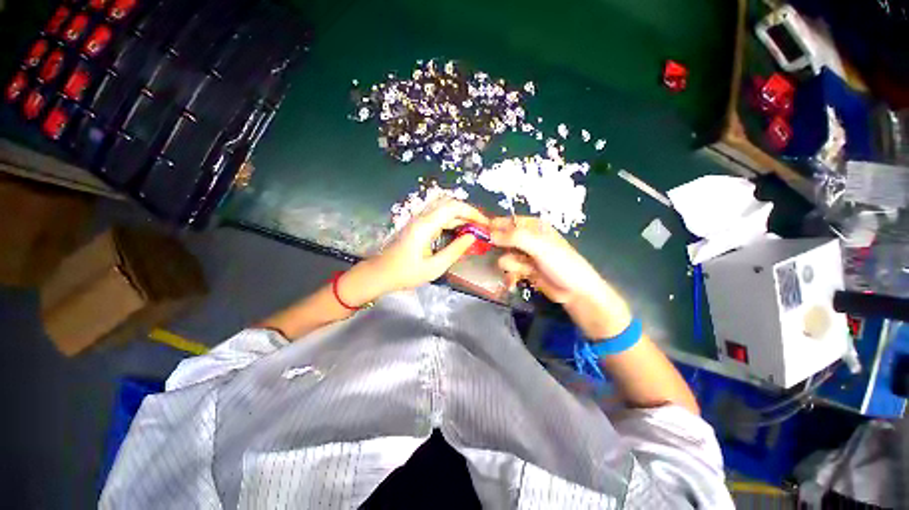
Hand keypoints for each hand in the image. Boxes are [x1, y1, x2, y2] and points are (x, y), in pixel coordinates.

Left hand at [350, 199, 487, 301]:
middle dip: (468, 211)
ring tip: (473, 229)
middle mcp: (422, 217)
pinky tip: (459, 231)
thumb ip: (455, 250)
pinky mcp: (417, 224)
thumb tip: (472, 237)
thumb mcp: (434, 267)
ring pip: (443, 207)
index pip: (453, 207)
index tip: (485, 223)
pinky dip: (451, 219)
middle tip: (480, 226)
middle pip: (449, 203)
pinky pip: (437, 215)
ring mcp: (418, 219)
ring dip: (460, 215)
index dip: (472, 212)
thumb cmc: (406, 273)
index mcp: (425, 225)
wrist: (380, 273)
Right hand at [490, 216, 630, 337]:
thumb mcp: (539, 246)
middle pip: (503, 239)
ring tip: (523, 270)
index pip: (509, 221)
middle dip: (501, 249)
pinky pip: (508, 270)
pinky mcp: (523, 271)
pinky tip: (515, 281)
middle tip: (500, 254)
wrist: (575, 292)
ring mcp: (525, 256)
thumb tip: (490, 234)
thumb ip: (514, 238)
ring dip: (510, 264)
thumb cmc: (561, 263)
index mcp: (534, 227)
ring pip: (504, 256)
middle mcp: (527, 239)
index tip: (480, 232)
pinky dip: (510, 276)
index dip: (495, 225)